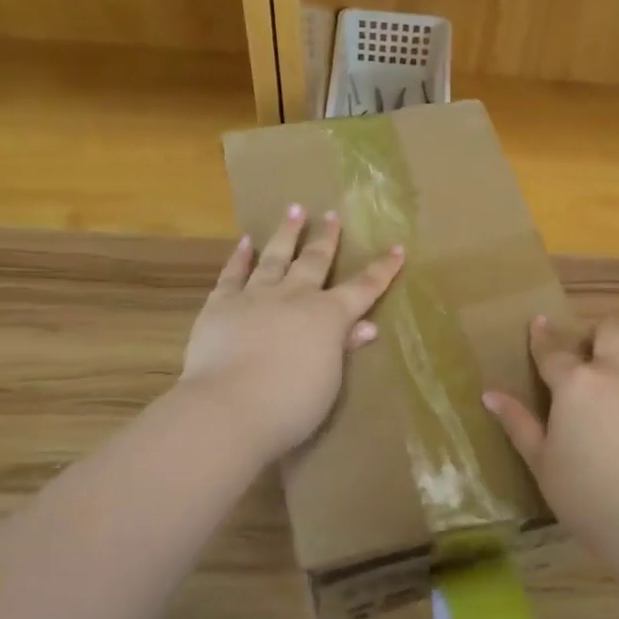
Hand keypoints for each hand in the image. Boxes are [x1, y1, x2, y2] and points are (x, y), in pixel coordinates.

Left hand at [180, 207, 403, 463]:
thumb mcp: (329, 380)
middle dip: (328, 238)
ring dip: (287, 233)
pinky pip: (233, 274)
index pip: (364, 288)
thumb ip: (343, 347)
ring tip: (295, 210)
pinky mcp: (221, 304)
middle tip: (332, 215)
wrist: (230, 407)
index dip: (382, 269)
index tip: (396, 247)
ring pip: (275, 257)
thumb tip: (366, 326)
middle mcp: (295, 296)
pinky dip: (240, 257)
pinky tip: (245, 242)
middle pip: (316, 261)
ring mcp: (256, 296)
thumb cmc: (292, 405)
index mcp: (329, 316)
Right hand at [483, 317, 618, 551]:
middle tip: (586, 353)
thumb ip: (519, 424)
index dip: (542, 337)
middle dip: (598, 331)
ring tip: (612, 383)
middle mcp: (615, 376)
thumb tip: (490, 395)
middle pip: (613, 330)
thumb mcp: (542, 463)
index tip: (537, 323)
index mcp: (575, 384)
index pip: (553, 350)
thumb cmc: (587, 495)